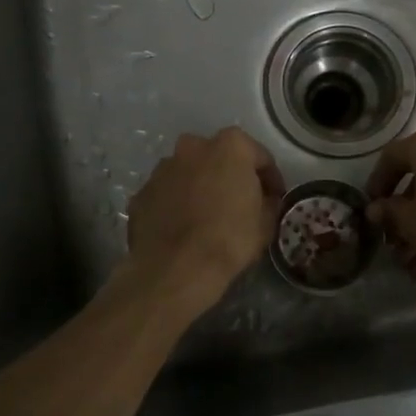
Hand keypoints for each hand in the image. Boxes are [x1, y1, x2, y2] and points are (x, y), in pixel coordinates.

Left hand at [127, 128, 283, 310]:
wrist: (176, 268)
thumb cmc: (229, 239)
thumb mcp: (266, 223)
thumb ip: (268, 202)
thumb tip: (265, 200)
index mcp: (229, 146)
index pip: (259, 157)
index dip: (270, 179)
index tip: (274, 199)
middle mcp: (193, 147)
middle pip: (218, 158)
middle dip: (229, 176)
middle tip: (238, 203)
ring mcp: (162, 168)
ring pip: (188, 173)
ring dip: (199, 188)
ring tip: (206, 218)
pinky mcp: (142, 192)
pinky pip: (166, 194)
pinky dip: (175, 205)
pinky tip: (182, 229)